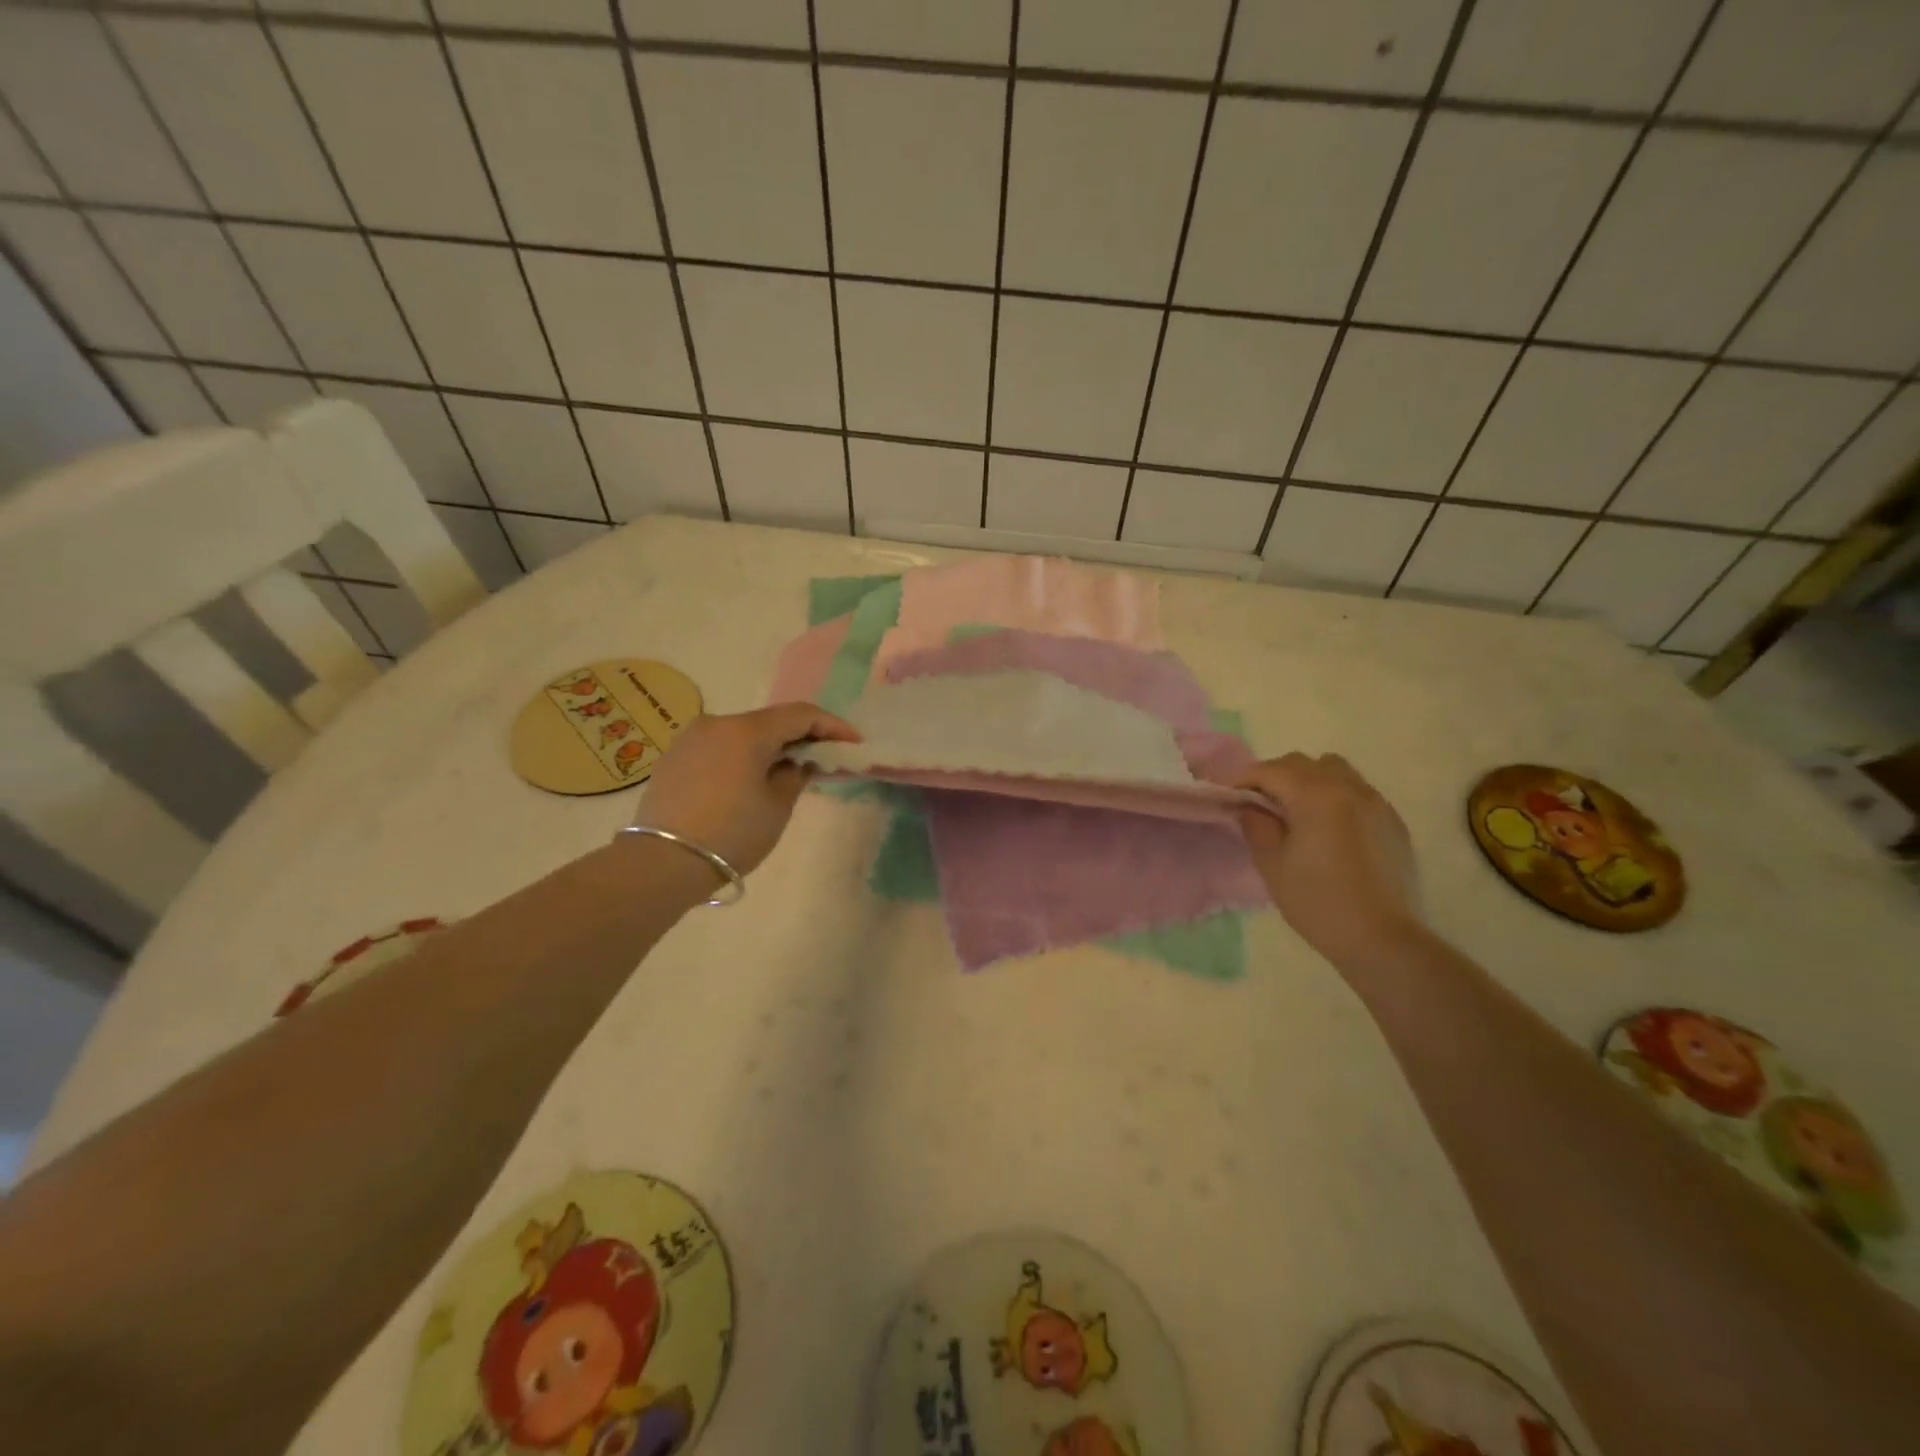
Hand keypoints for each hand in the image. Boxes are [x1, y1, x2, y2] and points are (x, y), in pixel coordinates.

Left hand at [633, 704, 858, 875]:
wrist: (661, 863)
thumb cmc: (731, 834)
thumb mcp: (776, 808)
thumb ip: (794, 776)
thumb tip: (796, 763)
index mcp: (747, 730)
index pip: (800, 714)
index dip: (832, 725)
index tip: (853, 742)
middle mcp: (717, 723)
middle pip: (770, 721)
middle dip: (800, 737)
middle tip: (825, 757)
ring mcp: (691, 738)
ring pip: (743, 734)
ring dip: (770, 747)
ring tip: (788, 771)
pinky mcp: (674, 757)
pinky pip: (720, 748)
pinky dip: (742, 756)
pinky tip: (751, 779)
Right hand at [1234, 753, 1422, 965]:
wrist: (1382, 939)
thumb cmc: (1317, 902)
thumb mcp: (1272, 864)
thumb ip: (1256, 825)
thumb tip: (1250, 806)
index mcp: (1315, 795)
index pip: (1270, 770)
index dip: (1242, 778)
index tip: (1223, 791)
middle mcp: (1348, 788)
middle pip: (1302, 764)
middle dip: (1273, 776)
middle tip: (1255, 802)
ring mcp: (1375, 802)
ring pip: (1334, 770)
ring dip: (1307, 779)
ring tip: (1294, 808)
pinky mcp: (1392, 821)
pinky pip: (1357, 791)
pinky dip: (1334, 795)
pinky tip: (1327, 826)